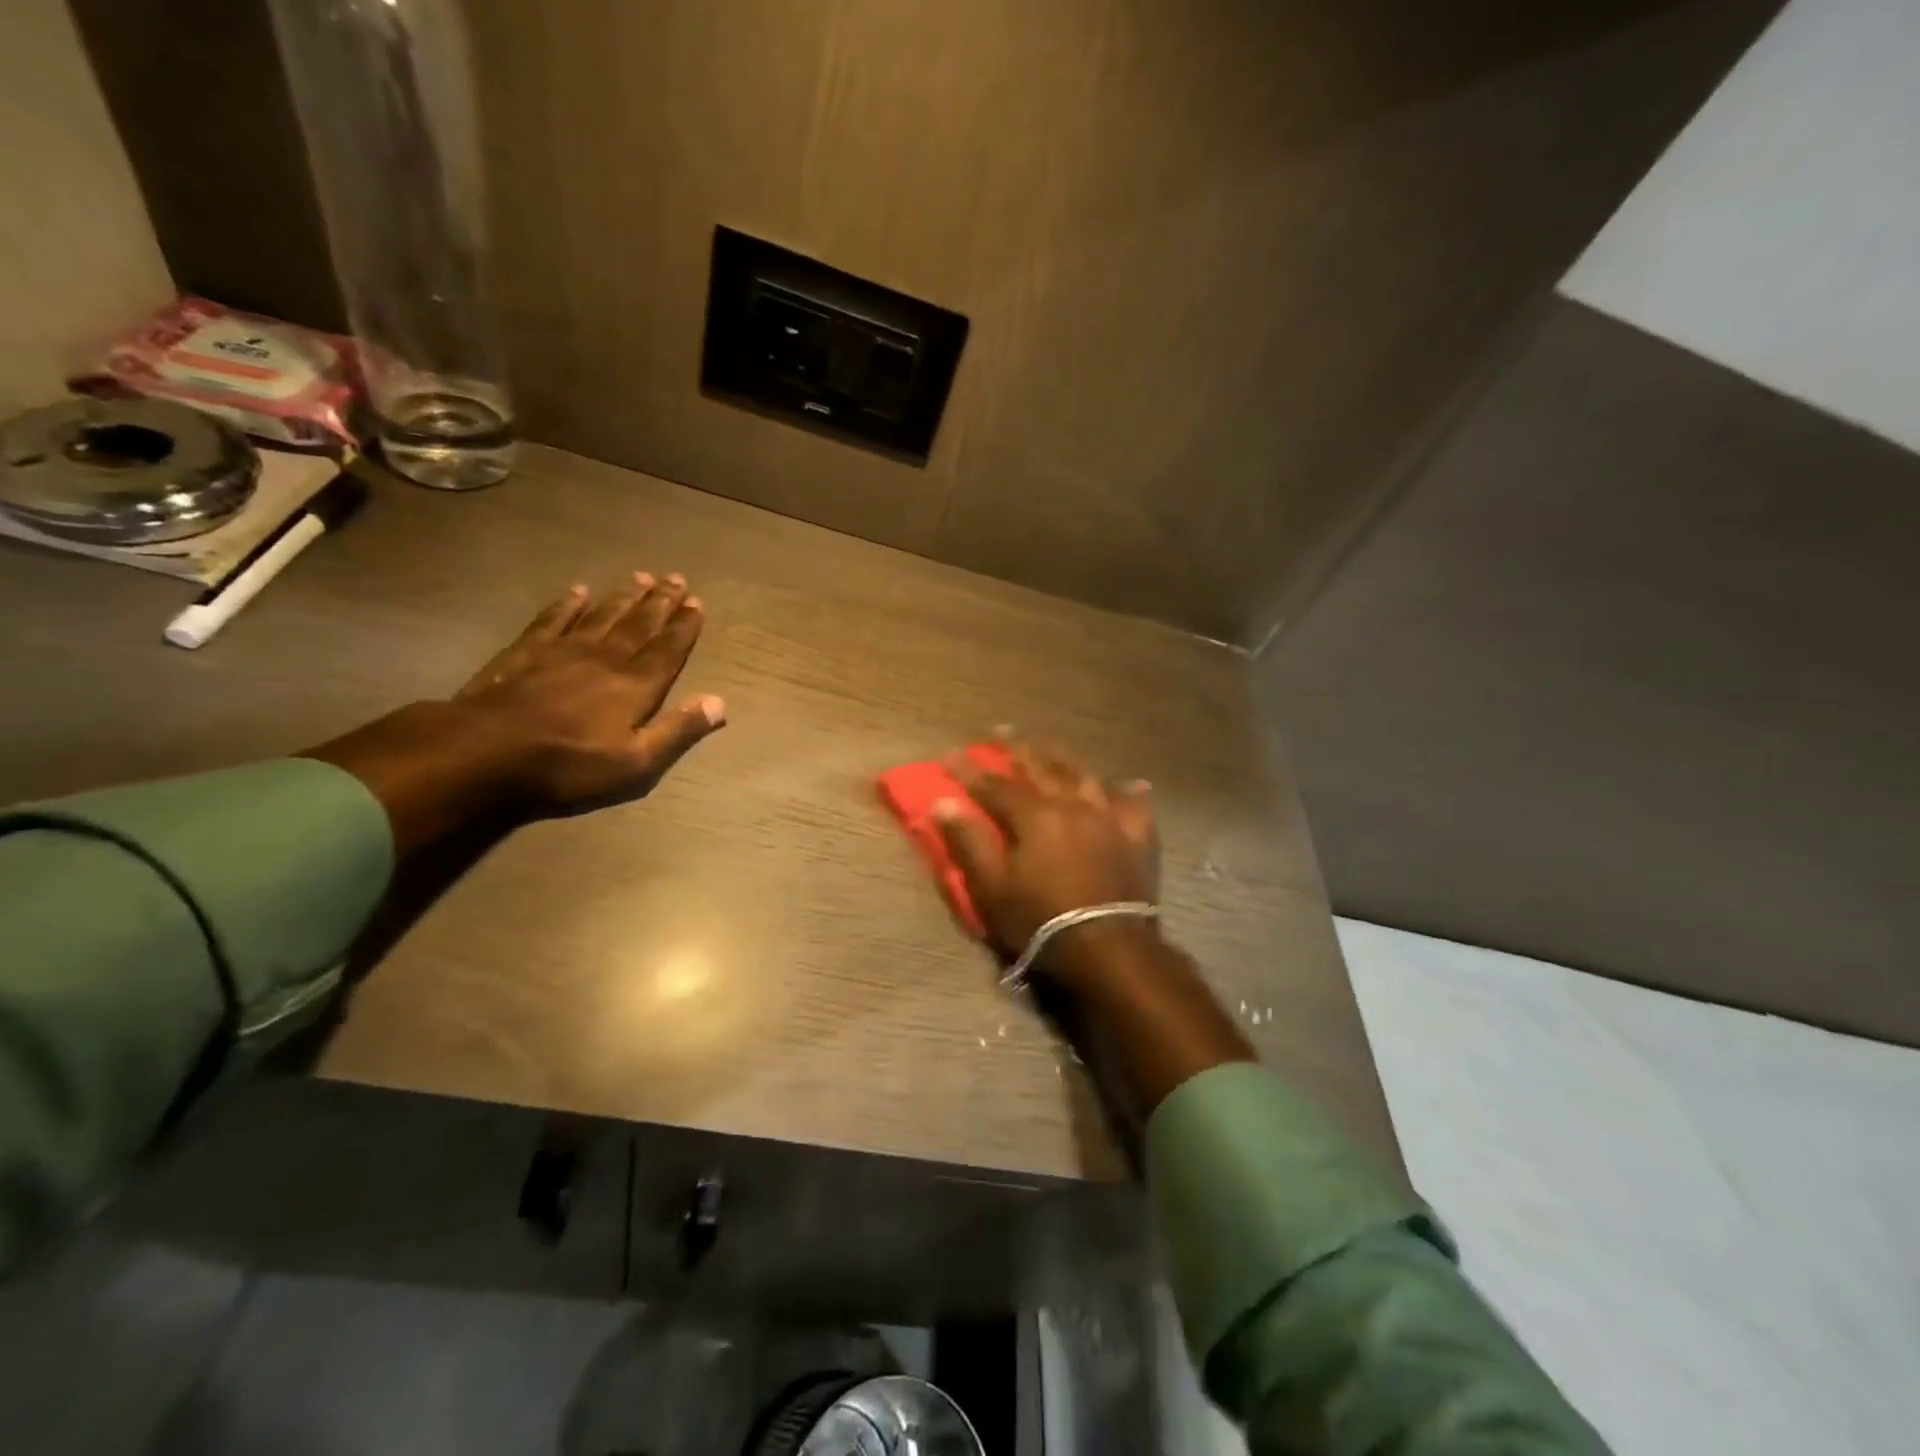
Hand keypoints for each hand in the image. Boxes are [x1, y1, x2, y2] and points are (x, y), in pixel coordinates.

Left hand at [454, 571, 724, 812]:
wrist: (486, 752)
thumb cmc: (569, 764)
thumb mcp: (636, 762)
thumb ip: (678, 730)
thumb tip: (719, 703)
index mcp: (635, 686)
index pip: (667, 650)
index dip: (683, 627)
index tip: (697, 603)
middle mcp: (605, 659)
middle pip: (638, 625)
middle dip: (660, 603)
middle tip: (677, 579)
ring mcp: (563, 651)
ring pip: (602, 616)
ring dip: (624, 597)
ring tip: (641, 577)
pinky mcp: (526, 652)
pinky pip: (553, 620)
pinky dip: (567, 604)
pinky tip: (578, 591)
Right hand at [933, 737, 1158, 978]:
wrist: (1109, 948)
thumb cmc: (1041, 920)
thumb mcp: (992, 887)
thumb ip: (968, 842)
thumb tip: (943, 803)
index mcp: (1034, 816)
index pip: (994, 784)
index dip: (969, 770)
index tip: (949, 754)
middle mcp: (1072, 805)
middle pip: (1041, 769)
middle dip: (1016, 749)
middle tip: (1000, 731)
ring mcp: (1109, 819)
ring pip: (1084, 777)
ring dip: (1063, 759)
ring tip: (1051, 747)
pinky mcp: (1137, 840)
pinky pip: (1135, 808)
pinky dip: (1129, 794)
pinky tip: (1130, 784)